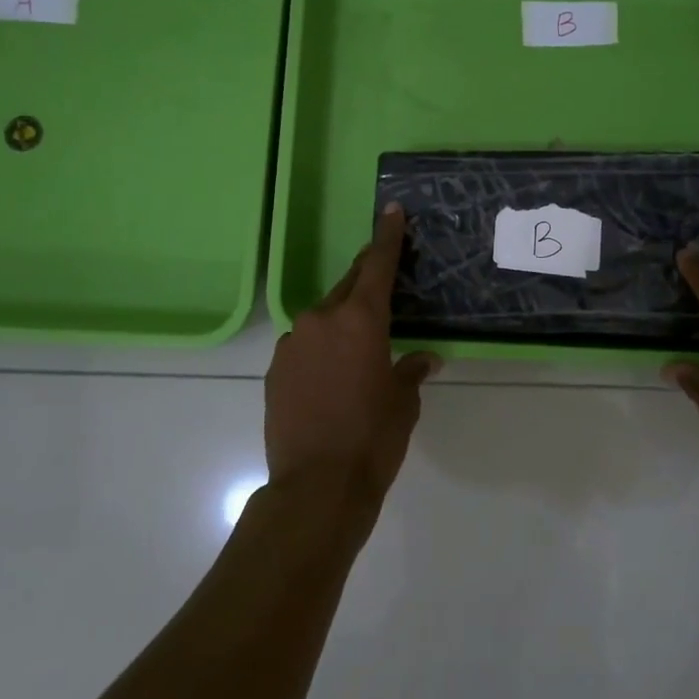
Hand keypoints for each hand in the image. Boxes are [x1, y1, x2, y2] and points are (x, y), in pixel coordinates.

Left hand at [265, 204, 440, 508]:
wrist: (315, 487)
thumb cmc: (373, 438)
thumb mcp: (403, 403)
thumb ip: (410, 370)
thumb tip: (423, 359)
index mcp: (361, 320)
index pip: (377, 265)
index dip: (386, 236)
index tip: (391, 211)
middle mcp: (322, 320)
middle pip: (348, 287)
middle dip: (366, 281)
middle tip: (383, 284)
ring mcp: (293, 343)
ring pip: (323, 319)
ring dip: (342, 324)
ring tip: (357, 352)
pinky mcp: (275, 369)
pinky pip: (304, 346)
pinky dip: (321, 350)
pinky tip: (330, 379)